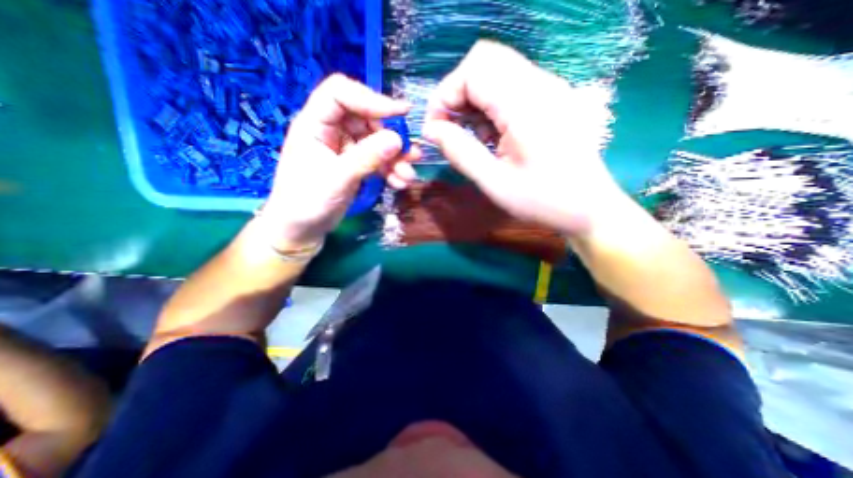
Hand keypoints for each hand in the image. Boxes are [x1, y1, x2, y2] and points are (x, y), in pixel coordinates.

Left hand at [260, 75, 419, 249]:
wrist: (302, 229)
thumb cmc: (307, 202)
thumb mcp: (337, 179)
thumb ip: (366, 158)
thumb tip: (397, 139)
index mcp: (315, 124)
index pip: (341, 94)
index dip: (371, 98)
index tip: (400, 113)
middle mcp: (332, 131)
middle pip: (367, 119)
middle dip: (391, 136)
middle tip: (410, 154)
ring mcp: (346, 149)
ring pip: (377, 141)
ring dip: (396, 157)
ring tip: (408, 175)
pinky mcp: (356, 165)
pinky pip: (378, 160)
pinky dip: (391, 170)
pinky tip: (400, 182)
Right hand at [425, 42, 627, 236]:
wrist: (588, 208)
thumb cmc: (541, 200)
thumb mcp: (493, 182)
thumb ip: (460, 152)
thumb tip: (431, 130)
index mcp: (526, 105)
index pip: (474, 69)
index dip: (446, 94)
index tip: (436, 127)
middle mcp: (540, 85)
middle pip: (485, 61)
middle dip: (457, 93)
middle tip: (450, 128)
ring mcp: (549, 89)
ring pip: (496, 71)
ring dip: (473, 100)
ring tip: (472, 137)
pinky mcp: (550, 99)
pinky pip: (510, 86)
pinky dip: (489, 106)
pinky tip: (490, 135)